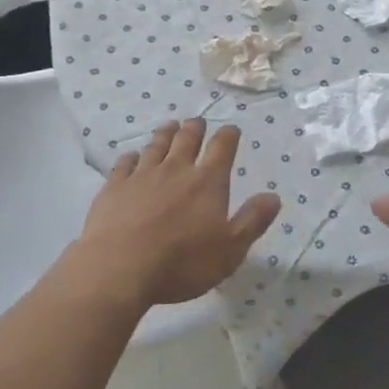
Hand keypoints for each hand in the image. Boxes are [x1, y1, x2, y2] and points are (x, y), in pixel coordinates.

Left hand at [76, 120, 279, 308]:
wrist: (119, 267)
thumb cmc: (182, 262)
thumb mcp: (230, 250)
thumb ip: (252, 221)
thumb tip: (274, 197)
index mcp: (207, 182)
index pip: (222, 148)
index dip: (228, 136)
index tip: (231, 129)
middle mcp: (176, 170)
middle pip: (187, 139)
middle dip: (195, 128)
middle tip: (197, 121)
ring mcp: (142, 175)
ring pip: (156, 146)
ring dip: (165, 134)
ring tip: (170, 126)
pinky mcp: (115, 187)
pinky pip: (125, 164)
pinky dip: (131, 157)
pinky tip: (132, 156)